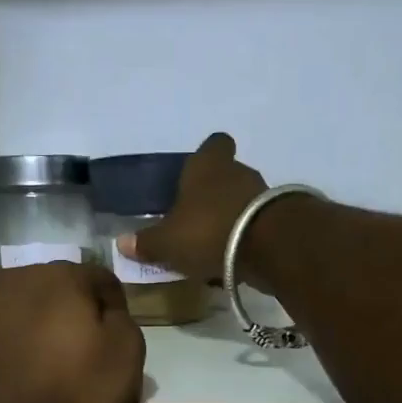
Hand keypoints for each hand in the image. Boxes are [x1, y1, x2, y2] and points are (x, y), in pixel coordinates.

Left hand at [0, 261, 143, 402]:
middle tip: (67, 360)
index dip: (111, 310)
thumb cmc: (67, 399)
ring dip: (17, 333)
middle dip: (59, 318)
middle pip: (46, 293)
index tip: (112, 343)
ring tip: (23, 375)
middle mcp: (9, 280)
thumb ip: (123, 325)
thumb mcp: (125, 363)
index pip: (98, 281)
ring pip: (2, 312)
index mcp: (61, 280)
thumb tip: (107, 313)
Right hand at [116, 132, 266, 281]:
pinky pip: (257, 224)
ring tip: (213, 244)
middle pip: (226, 175)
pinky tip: (234, 258)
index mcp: (206, 165)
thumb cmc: (208, 231)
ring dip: (230, 217)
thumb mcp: (167, 242)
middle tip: (196, 219)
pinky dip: (246, 237)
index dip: (206, 156)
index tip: (194, 175)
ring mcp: (262, 194)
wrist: (269, 247)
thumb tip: (121, 243)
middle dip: (213, 194)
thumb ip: (146, 243)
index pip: (213, 144)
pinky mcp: (279, 219)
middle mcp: (237, 171)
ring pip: (242, 200)